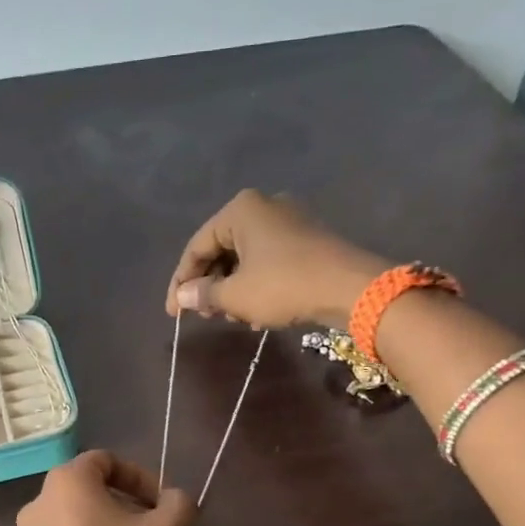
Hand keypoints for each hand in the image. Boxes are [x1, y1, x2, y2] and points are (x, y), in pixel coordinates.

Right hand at [166, 189, 388, 329]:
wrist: (351, 288)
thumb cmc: (284, 285)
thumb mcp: (236, 295)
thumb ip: (204, 294)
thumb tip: (183, 296)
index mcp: (240, 210)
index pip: (196, 247)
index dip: (181, 282)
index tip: (173, 312)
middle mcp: (264, 207)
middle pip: (221, 250)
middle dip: (210, 285)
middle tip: (203, 316)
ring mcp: (289, 221)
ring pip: (245, 258)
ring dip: (232, 290)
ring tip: (231, 318)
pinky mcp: (307, 239)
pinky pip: (268, 261)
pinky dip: (256, 285)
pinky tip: (257, 314)